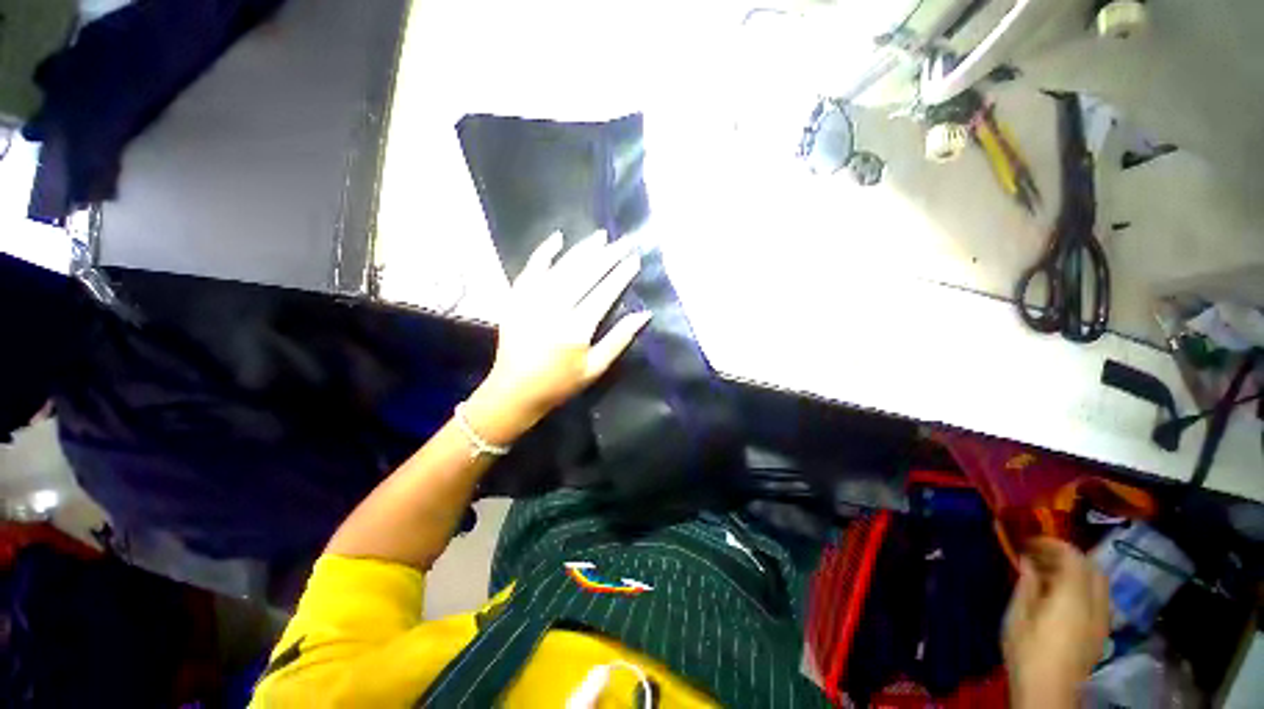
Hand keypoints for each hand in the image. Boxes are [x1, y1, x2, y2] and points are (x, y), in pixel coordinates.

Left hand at [467, 231, 649, 442]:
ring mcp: (532, 300)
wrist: (514, 391)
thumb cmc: (559, 384)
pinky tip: (558, 238)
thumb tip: (644, 314)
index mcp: (576, 328)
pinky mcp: (516, 298)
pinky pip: (531, 268)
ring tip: (601, 236)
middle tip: (624, 242)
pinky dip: (544, 252)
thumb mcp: (595, 368)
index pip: (604, 293)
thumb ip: (619, 339)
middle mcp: (554, 308)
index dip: (621, 275)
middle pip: (585, 274)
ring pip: (562, 267)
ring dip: (583, 250)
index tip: (634, 259)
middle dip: (607, 256)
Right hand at [1004, 538, 1110, 708]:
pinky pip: (1097, 597)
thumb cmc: (1027, 651)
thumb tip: (1028, 560)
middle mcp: (1095, 604)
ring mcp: (1102, 619)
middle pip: (1092, 567)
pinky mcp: (1101, 631)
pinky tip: (1060, 596)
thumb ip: (1027, 584)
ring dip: (1076, 571)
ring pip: (1098, 582)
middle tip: (1040, 556)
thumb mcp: (1017, 615)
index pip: (1073, 557)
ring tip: (1047, 574)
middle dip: (1067, 556)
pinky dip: (1082, 587)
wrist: (1048, 692)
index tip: (1029, 542)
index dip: (1052, 543)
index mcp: (1074, 597)